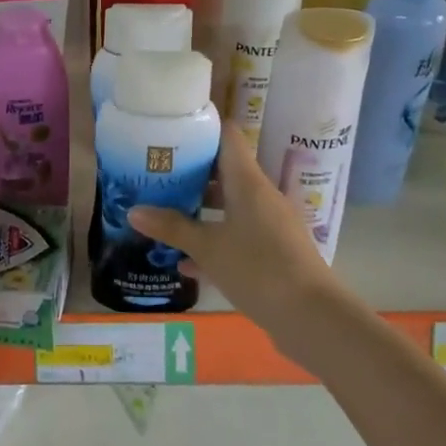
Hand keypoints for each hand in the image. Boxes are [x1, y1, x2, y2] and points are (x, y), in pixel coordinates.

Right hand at [128, 121, 338, 343]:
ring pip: (229, 205)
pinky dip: (214, 240)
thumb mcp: (208, 248)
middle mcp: (261, 195)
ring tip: (163, 212)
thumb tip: (133, 211)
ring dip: (200, 209)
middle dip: (190, 172)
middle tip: (156, 173)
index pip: (227, 136)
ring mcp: (270, 224)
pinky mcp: (274, 252)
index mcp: (248, 182)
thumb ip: (171, 227)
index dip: (202, 127)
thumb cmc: (258, 269)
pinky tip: (185, 262)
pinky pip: (238, 236)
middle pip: (224, 170)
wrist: (313, 318)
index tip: (171, 128)